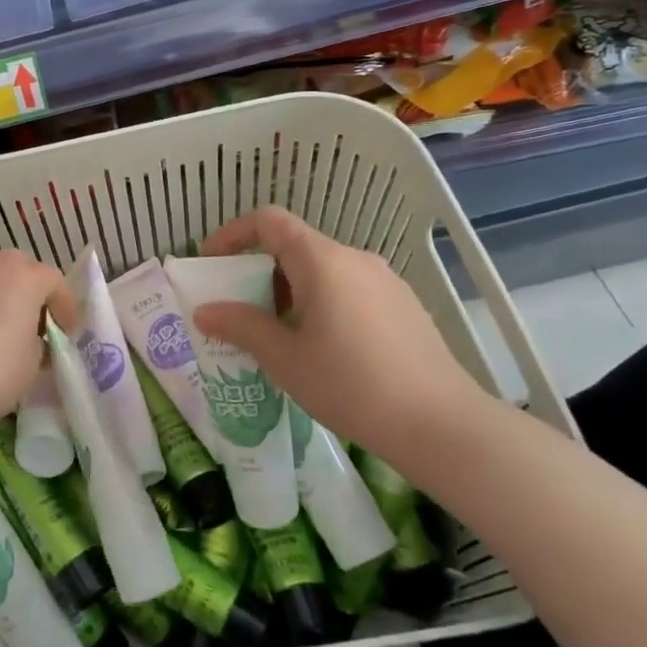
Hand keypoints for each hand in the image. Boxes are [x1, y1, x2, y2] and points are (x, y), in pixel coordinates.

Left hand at [0, 251, 76, 436]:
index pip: (55, 281)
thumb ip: (41, 341)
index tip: (67, 333)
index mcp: (24, 276)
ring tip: (4, 328)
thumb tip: (31, 338)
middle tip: (37, 325)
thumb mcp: (34, 362)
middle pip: (21, 269)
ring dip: (4, 295)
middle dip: (33, 293)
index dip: (65, 307)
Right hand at [189, 206, 482, 460]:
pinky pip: (348, 290)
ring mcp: (384, 281)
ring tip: (277, 337)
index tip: (211, 264)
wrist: (442, 426)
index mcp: (322, 261)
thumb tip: (204, 311)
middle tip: (239, 312)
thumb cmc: (351, 385)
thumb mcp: (285, 358)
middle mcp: (354, 259)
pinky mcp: (403, 306)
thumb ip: (241, 327)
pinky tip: (321, 350)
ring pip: (322, 271)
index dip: (232, 234)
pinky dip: (320, 304)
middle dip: (258, 272)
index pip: (268, 221)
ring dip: (289, 292)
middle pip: (294, 246)